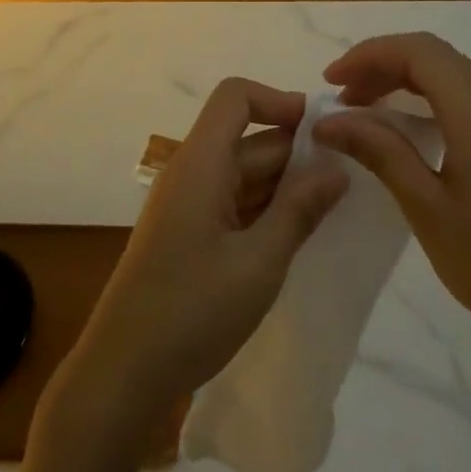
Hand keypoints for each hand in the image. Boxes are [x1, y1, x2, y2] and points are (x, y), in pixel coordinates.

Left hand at [58, 79, 348, 431]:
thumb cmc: (191, 312)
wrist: (122, 374)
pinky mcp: (187, 235)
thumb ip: (299, 210)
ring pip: (245, 174)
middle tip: (348, 186)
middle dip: (297, 155)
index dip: (279, 101)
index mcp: (201, 164)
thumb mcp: (258, 263)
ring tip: (333, 215)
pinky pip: (233, 204)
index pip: (236, 97)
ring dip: (285, 187)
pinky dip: (266, 212)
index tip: (323, 134)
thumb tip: (335, 168)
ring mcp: (187, 206)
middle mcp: (192, 173)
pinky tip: (296, 240)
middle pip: (249, 140)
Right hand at [313, 33, 470, 362]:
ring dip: (403, 81)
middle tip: (341, 95)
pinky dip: (425, 101)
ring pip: (450, 78)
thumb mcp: (425, 206)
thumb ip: (379, 151)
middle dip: (382, 64)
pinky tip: (403, 133)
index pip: (419, 52)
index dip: (369, 54)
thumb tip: (329, 121)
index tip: (330, 81)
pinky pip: (463, 102)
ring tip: (362, 110)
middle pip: (435, 57)